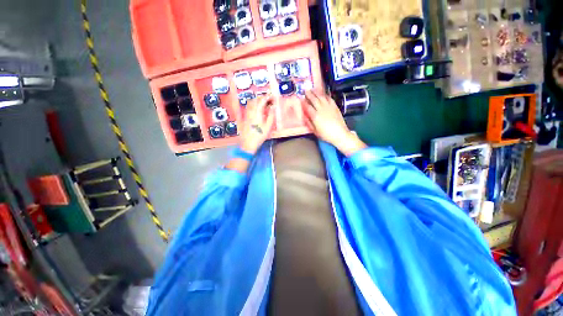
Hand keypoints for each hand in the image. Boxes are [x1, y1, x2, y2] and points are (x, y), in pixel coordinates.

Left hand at [239, 95, 275, 153]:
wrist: (248, 144)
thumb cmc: (259, 136)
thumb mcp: (268, 127)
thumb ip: (271, 115)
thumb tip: (273, 107)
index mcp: (257, 113)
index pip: (262, 101)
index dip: (267, 97)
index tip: (272, 95)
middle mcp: (250, 112)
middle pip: (255, 100)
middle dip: (262, 97)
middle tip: (268, 99)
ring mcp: (246, 115)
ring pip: (250, 103)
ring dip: (256, 101)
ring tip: (262, 103)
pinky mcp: (244, 119)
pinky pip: (248, 108)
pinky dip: (252, 106)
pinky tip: (255, 109)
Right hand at [302, 91, 366, 155]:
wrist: (340, 134)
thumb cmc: (326, 134)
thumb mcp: (315, 131)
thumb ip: (309, 123)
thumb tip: (305, 117)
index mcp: (315, 116)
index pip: (307, 107)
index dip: (304, 102)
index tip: (301, 99)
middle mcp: (321, 109)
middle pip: (314, 99)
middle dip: (309, 94)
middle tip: (306, 90)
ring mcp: (329, 107)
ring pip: (321, 97)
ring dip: (316, 92)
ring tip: (313, 90)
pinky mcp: (335, 106)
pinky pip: (329, 98)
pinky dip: (325, 95)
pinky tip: (323, 94)